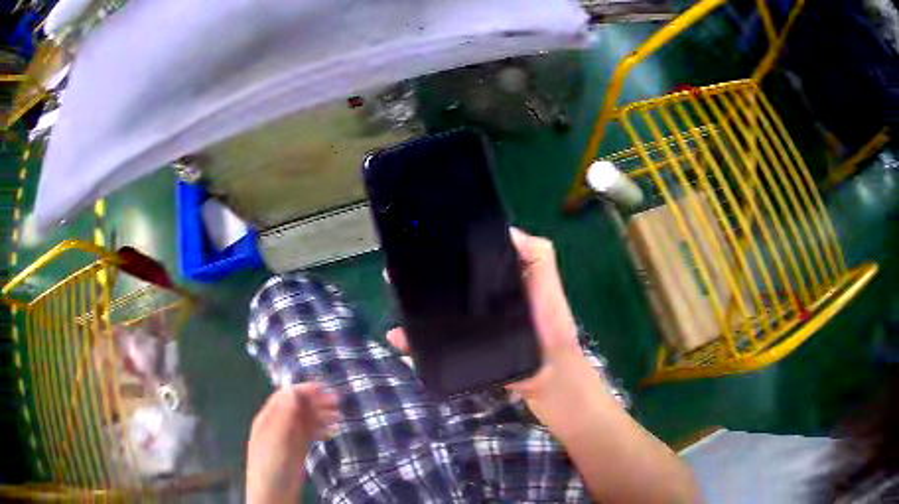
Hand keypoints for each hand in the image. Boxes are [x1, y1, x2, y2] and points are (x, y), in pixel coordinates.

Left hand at [246, 383, 339, 503]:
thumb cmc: (271, 465)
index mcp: (268, 418)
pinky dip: (322, 430)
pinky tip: (334, 431)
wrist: (274, 494)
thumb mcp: (276, 439)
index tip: (324, 387)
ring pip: (306, 420)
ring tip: (340, 416)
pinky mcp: (298, 450)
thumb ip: (284, 415)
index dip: (304, 390)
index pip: (286, 397)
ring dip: (322, 415)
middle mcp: (278, 425)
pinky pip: (311, 434)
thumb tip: (293, 390)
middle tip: (338, 401)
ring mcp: (289, 438)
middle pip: (297, 407)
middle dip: (316, 402)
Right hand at [385, 228, 585, 401]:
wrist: (547, 371)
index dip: (448, 252)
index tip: (424, 241)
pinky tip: (398, 336)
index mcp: (496, 282)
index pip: (466, 263)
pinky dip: (413, 341)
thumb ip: (537, 254)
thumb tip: (507, 230)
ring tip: (396, 299)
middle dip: (421, 279)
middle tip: (398, 272)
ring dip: (412, 308)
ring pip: (434, 314)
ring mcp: (466, 327)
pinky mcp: (461, 351)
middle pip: (444, 287)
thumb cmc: (549, 323)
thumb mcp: (547, 281)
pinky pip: (432, 344)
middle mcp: (477, 302)